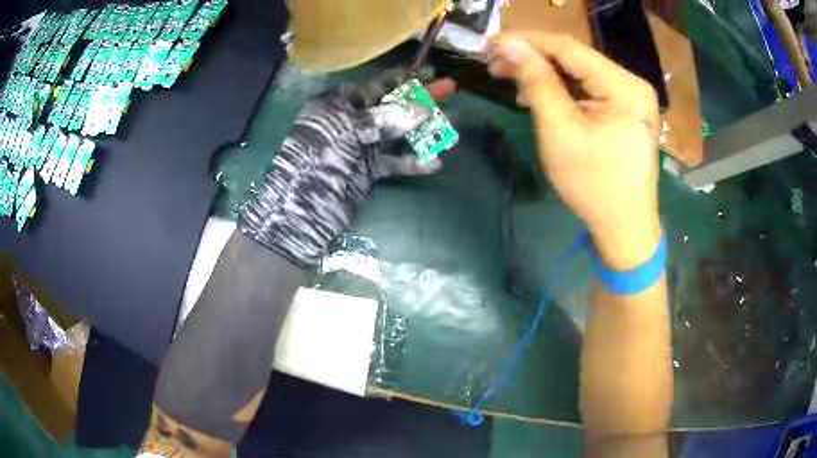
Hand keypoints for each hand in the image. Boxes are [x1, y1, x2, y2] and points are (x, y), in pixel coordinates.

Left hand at [238, 71, 455, 267]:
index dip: (403, 77)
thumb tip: (423, 110)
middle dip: (421, 100)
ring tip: (452, 129)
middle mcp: (351, 120)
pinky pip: (395, 162)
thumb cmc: (316, 160)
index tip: (430, 71)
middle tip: (450, 94)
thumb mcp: (346, 131)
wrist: (300, 211)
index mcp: (338, 103)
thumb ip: (385, 119)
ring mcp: (361, 146)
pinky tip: (434, 162)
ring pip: (398, 133)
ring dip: (424, 130)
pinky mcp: (369, 170)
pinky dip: (413, 162)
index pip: (376, 83)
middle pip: (392, 105)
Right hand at [486, 32, 660, 268]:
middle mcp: (632, 84)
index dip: (527, 40)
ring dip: (545, 73)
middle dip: (534, 57)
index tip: (491, 42)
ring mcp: (632, 97)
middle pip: (576, 58)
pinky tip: (540, 94)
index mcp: (624, 87)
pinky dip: (562, 89)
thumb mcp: (560, 131)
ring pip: (580, 72)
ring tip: (511, 79)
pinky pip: (589, 89)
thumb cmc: (594, 185)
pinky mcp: (626, 110)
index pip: (568, 47)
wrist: (625, 228)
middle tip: (495, 63)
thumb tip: (511, 46)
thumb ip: (537, 83)